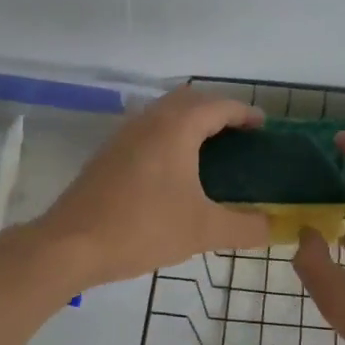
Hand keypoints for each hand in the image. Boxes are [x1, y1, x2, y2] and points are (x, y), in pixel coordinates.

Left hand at [30, 87, 272, 287]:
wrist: (70, 244)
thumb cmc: (143, 228)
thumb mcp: (203, 231)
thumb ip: (245, 227)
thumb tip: (274, 227)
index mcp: (176, 127)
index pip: (219, 105)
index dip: (245, 113)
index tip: (264, 127)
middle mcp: (149, 120)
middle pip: (190, 100)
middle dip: (218, 111)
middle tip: (240, 136)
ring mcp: (124, 134)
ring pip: (164, 112)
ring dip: (190, 121)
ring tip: (211, 150)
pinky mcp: (108, 153)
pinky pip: (148, 129)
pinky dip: (169, 135)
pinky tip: (174, 169)